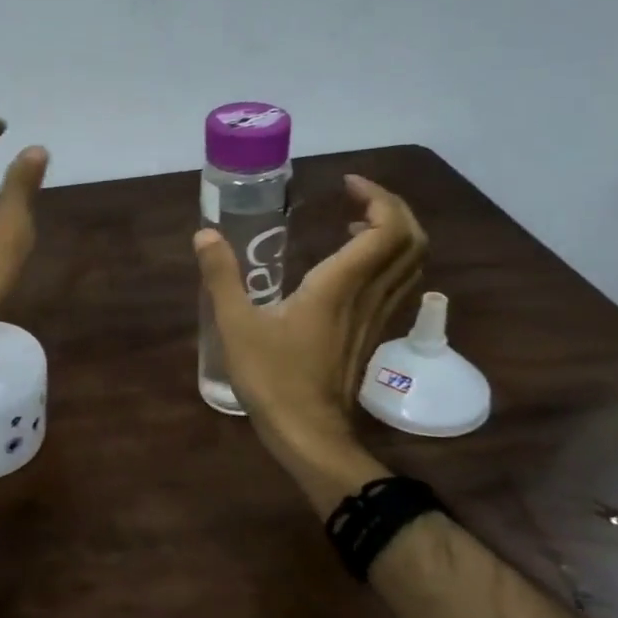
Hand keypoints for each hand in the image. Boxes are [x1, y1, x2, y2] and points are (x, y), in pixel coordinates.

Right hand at [195, 175, 425, 494]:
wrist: (308, 434)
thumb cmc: (273, 378)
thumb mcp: (236, 325)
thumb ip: (221, 277)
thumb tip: (205, 234)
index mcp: (340, 287)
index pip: (387, 230)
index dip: (378, 198)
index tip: (346, 184)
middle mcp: (368, 296)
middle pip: (411, 241)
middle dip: (392, 208)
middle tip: (355, 196)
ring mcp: (375, 316)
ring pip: (410, 264)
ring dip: (393, 232)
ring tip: (355, 220)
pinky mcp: (371, 332)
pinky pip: (396, 283)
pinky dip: (386, 258)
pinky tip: (350, 262)